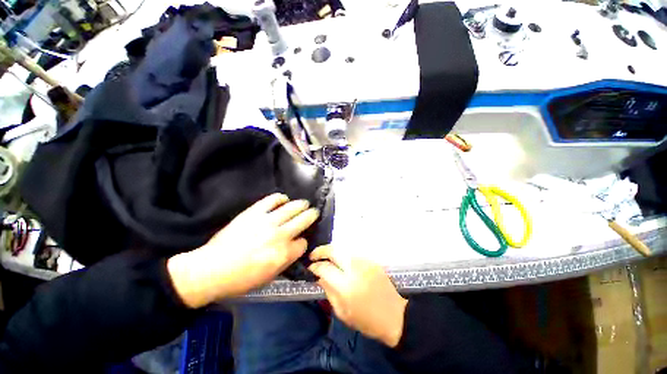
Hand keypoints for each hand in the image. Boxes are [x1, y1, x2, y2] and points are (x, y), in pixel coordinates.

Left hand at [168, 193, 319, 307]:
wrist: (211, 270)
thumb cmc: (240, 280)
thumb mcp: (269, 277)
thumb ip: (286, 260)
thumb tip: (295, 247)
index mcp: (284, 254)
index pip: (303, 243)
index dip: (303, 242)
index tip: (299, 241)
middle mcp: (280, 235)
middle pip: (303, 220)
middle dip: (311, 215)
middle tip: (313, 212)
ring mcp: (267, 221)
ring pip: (292, 208)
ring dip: (301, 205)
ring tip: (304, 203)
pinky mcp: (254, 212)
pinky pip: (272, 200)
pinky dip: (280, 198)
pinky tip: (283, 199)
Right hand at [308, 246, 407, 347]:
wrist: (395, 316)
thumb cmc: (367, 321)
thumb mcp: (342, 312)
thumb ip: (329, 292)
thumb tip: (319, 277)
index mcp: (346, 286)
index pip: (325, 268)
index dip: (315, 267)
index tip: (310, 268)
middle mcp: (355, 269)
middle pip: (334, 251)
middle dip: (320, 251)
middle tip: (313, 255)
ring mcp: (365, 262)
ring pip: (343, 249)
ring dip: (332, 252)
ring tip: (326, 258)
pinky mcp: (371, 261)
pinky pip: (353, 254)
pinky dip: (343, 256)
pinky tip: (341, 263)